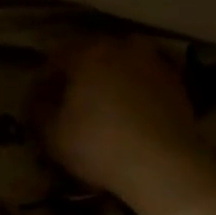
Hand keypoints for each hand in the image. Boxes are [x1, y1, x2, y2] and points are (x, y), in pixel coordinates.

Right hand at [29, 37, 213, 212]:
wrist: (163, 166)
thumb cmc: (99, 145)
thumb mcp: (53, 134)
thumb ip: (39, 112)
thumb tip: (38, 102)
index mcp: (87, 53)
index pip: (56, 60)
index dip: (44, 82)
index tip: (38, 103)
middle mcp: (121, 48)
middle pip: (92, 56)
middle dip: (78, 76)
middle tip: (70, 102)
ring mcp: (153, 63)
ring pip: (123, 64)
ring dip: (111, 78)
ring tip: (105, 104)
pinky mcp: (177, 83)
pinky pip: (147, 80)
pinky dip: (137, 90)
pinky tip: (132, 114)